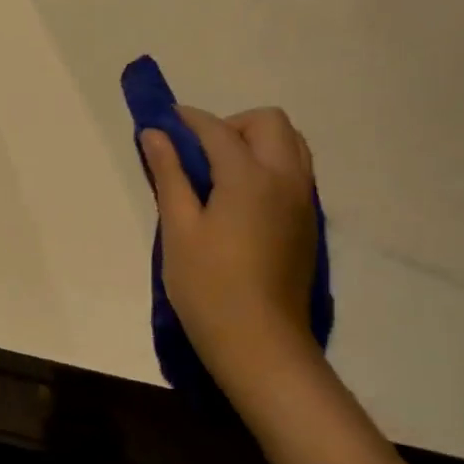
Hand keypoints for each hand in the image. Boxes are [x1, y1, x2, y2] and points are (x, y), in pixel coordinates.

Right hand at [139, 107, 320, 396]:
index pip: (218, 130)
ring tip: (219, 173)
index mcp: (250, 177)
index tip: (164, 120)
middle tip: (198, 153)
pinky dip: (269, 165)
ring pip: (291, 144)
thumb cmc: (208, 286)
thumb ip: (169, 174)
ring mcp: (304, 201)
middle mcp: (286, 179)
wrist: (260, 344)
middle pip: (269, 122)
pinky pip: (295, 171)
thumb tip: (155, 133)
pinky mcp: (308, 223)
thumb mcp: (179, 227)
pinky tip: (239, 198)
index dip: (189, 119)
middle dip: (231, 124)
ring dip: (255, 142)